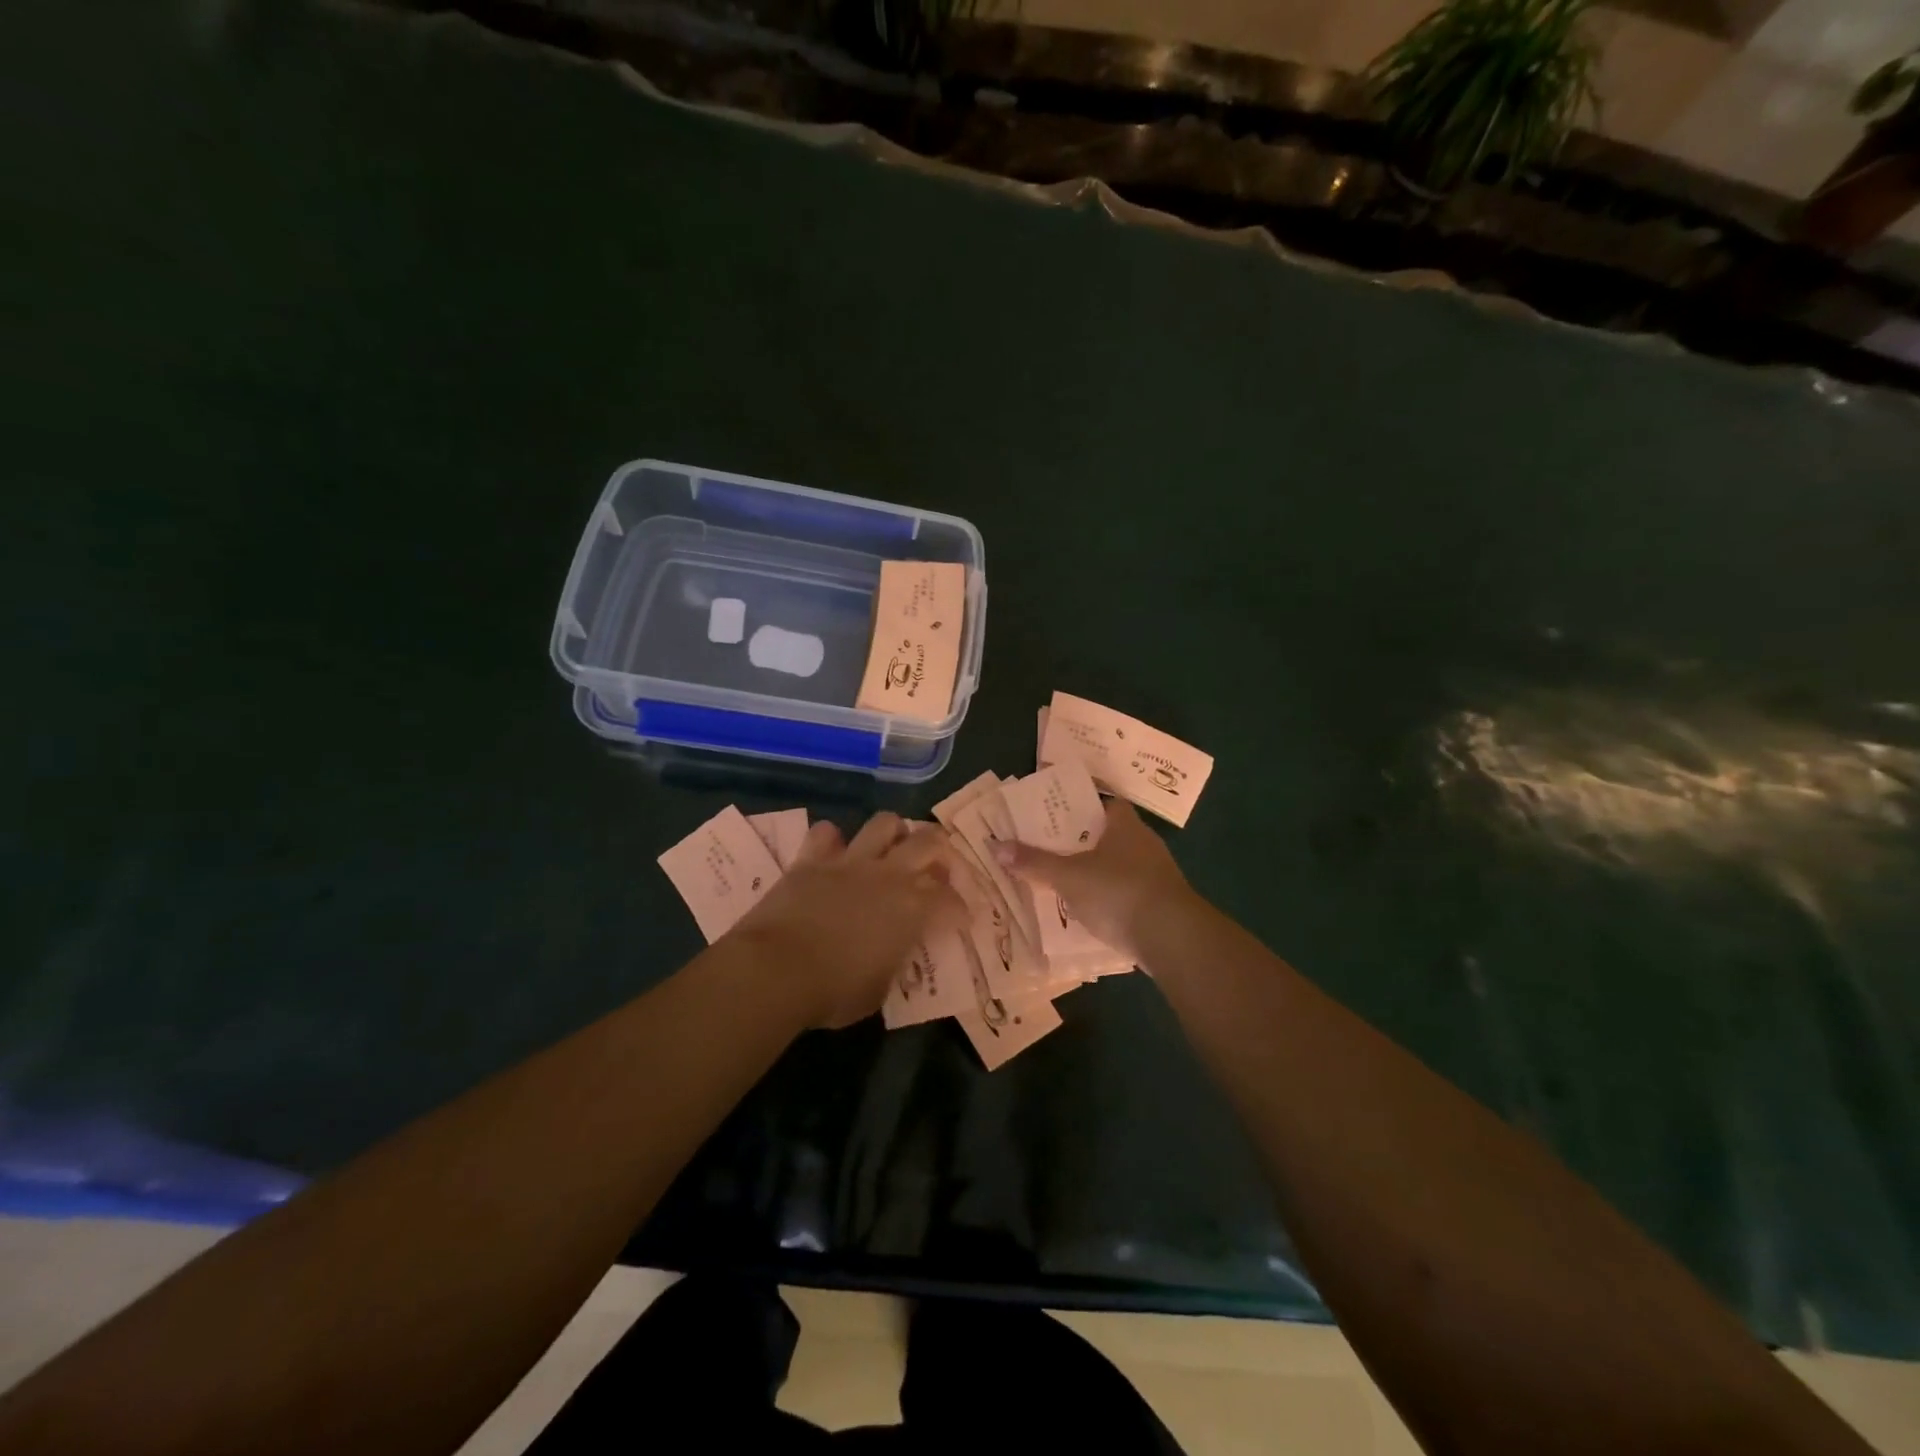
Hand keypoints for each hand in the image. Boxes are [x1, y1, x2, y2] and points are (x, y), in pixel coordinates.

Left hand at [729, 812, 966, 1029]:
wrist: (775, 970)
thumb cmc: (833, 992)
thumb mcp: (878, 990)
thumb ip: (892, 962)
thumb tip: (890, 953)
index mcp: (913, 909)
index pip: (951, 901)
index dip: (960, 910)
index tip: (960, 920)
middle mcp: (889, 875)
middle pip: (929, 842)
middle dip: (940, 851)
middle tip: (936, 867)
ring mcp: (850, 862)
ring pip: (884, 823)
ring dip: (894, 832)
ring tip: (892, 848)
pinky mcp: (812, 859)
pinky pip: (826, 832)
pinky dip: (833, 840)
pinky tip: (834, 853)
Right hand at [992, 798, 1191, 964]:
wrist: (1172, 937)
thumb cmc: (1118, 891)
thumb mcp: (1068, 876)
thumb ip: (1034, 862)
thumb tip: (995, 846)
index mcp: (1125, 825)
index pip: (1107, 803)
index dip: (1084, 806)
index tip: (1058, 814)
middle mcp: (1145, 844)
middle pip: (1111, 835)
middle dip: (1084, 842)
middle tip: (1051, 848)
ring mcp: (1157, 876)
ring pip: (1120, 866)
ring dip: (1097, 873)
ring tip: (1064, 882)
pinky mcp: (1161, 906)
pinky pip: (1129, 894)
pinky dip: (1110, 900)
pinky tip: (1090, 912)